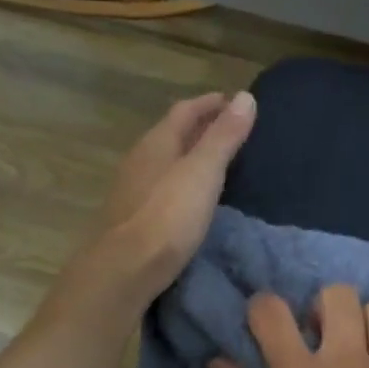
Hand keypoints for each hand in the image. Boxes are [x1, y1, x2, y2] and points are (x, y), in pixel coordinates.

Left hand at [80, 91, 256, 307]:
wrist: (123, 270)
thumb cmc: (167, 217)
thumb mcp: (203, 172)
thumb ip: (224, 136)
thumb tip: (245, 96)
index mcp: (156, 143)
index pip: (185, 110)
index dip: (210, 104)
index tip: (235, 102)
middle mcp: (140, 160)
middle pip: (173, 134)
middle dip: (201, 128)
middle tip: (232, 131)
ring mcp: (132, 190)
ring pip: (166, 161)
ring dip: (190, 156)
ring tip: (218, 163)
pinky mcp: (133, 218)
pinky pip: (162, 187)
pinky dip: (182, 182)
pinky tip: (193, 198)